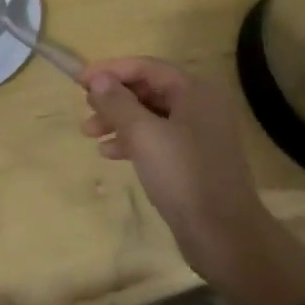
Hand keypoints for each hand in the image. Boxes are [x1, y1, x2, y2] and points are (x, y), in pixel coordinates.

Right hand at [81, 58, 304, 304]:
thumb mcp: (143, 134)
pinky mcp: (194, 160)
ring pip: (150, 116)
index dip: (110, 70)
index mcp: (195, 90)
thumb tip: (98, 79)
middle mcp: (200, 106)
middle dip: (113, 98)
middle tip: (85, 109)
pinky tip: (110, 153)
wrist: (225, 237)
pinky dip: (133, 141)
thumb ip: (117, 102)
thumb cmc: (183, 175)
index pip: (146, 67)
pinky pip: (158, 138)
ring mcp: (199, 134)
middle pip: (148, 89)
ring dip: (119, 121)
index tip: (79, 81)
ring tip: (89, 133)